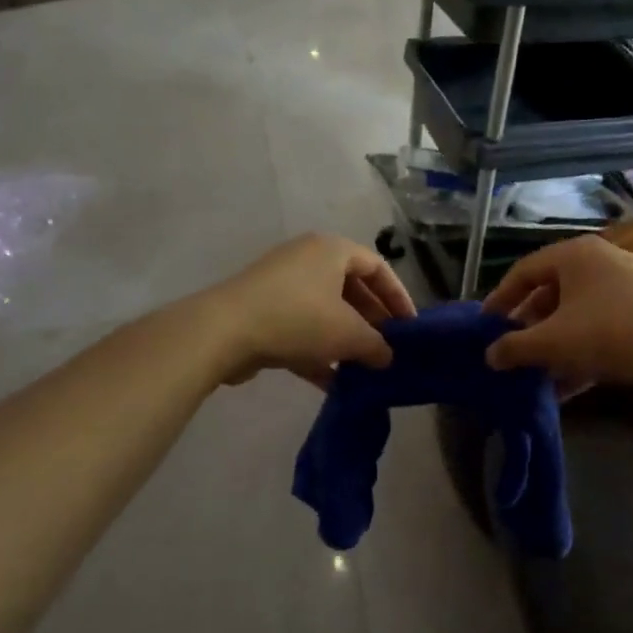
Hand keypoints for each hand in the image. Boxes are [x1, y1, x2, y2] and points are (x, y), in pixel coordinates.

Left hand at [204, 233, 416, 388]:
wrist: (223, 331)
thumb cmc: (298, 318)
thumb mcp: (348, 333)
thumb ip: (376, 345)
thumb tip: (387, 357)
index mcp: (331, 250)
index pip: (377, 267)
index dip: (397, 297)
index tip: (409, 327)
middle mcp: (307, 260)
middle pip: (350, 289)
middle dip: (371, 322)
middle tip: (387, 349)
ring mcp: (281, 286)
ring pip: (325, 311)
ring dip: (345, 340)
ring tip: (364, 369)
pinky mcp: (262, 312)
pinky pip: (301, 329)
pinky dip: (318, 352)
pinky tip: (333, 382)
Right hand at [482, 235, 632, 392]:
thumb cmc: (608, 333)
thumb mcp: (552, 342)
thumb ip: (515, 348)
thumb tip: (490, 355)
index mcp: (575, 254)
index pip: (524, 271)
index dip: (500, 298)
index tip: (485, 324)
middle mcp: (600, 260)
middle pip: (552, 292)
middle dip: (529, 326)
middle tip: (511, 349)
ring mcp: (627, 285)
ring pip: (577, 313)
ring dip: (554, 343)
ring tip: (536, 372)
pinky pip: (601, 327)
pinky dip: (581, 350)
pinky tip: (567, 385)